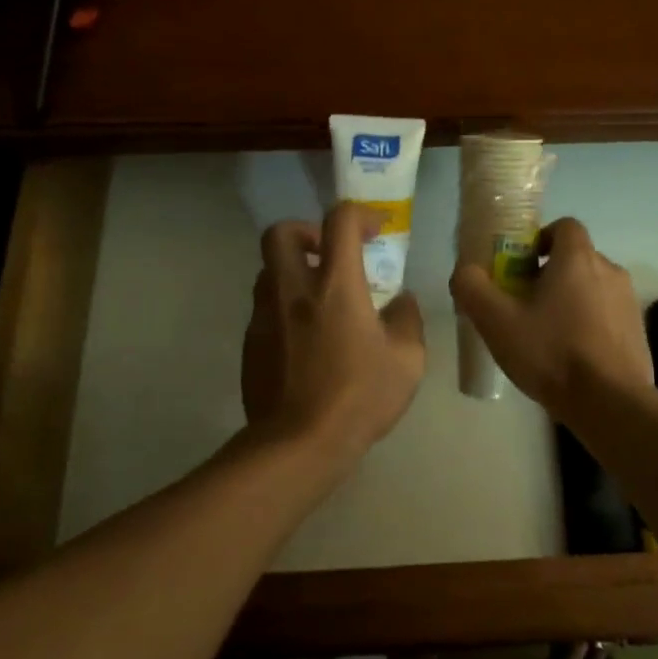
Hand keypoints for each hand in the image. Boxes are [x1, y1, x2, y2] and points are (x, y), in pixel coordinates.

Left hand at [242, 202, 426, 458]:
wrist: (298, 444)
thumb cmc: (359, 398)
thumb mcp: (407, 361)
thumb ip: (407, 320)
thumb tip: (401, 302)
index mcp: (335, 286)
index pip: (339, 221)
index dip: (359, 214)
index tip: (375, 231)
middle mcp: (292, 290)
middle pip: (280, 232)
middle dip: (306, 231)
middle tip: (329, 254)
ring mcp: (264, 316)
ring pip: (268, 271)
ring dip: (293, 271)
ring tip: (320, 300)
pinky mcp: (250, 343)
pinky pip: (265, 309)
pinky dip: (285, 308)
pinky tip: (306, 340)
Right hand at [449, 217, 651, 424]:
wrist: (610, 403)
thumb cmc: (552, 352)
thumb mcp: (497, 321)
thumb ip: (473, 288)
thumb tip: (465, 271)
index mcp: (578, 258)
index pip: (564, 226)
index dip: (540, 239)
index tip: (520, 266)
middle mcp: (609, 270)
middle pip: (576, 258)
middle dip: (549, 274)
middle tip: (523, 305)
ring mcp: (628, 302)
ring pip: (592, 288)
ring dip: (569, 300)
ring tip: (546, 335)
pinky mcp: (637, 331)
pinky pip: (606, 315)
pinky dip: (588, 325)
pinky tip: (571, 356)